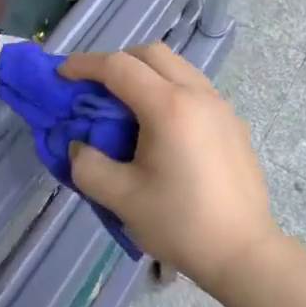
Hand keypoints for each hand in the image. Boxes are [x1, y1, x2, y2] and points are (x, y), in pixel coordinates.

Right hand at [59, 44, 280, 298]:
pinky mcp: (232, 122)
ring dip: (145, 73)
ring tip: (126, 106)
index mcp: (169, 106)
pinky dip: (168, 89)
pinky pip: (194, 87)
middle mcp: (197, 94)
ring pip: (176, 66)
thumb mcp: (121, 199)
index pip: (119, 67)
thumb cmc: (181, 224)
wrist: (244, 252)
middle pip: (151, 54)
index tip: (61, 74)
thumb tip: (80, 146)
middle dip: (117, 61)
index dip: (85, 65)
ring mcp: (220, 105)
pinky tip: (161, 128)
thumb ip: (88, 166)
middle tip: (94, 88)